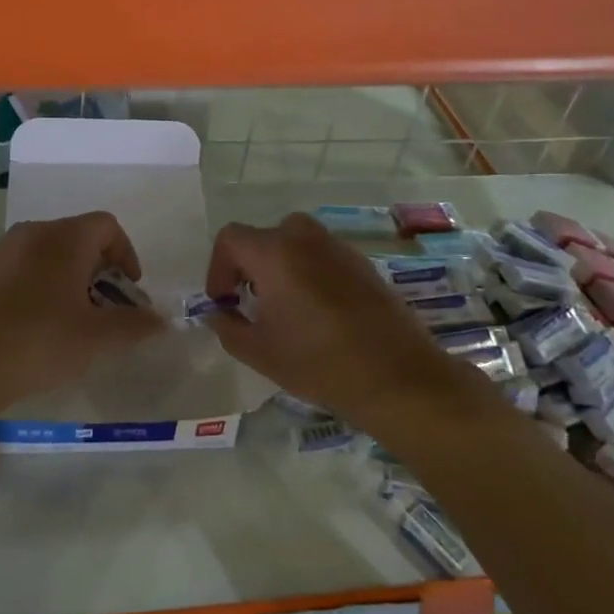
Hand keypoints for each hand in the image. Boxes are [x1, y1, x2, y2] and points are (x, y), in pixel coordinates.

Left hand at [0, 211, 163, 420]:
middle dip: (98, 271)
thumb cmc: (38, 341)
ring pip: (46, 255)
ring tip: (70, 323)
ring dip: (67, 280)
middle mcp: (31, 233)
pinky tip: (34, 328)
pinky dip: (37, 288)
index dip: (126, 254)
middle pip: (77, 238)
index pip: (107, 225)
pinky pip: (20, 270)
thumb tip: (161, 321)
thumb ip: (134, 325)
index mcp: (64, 238)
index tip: (128, 291)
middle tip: (103, 311)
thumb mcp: (96, 337)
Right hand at [204, 214, 464, 430]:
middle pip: (264, 236)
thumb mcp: (259, 352)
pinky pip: (323, 256)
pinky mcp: (363, 264)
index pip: (230, 238)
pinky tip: (318, 313)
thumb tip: (216, 313)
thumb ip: (227, 327)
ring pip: (296, 243)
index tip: (225, 302)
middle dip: (249, 265)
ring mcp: (339, 248)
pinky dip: (309, 272)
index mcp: (275, 253)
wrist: (397, 377)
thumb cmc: (318, 363)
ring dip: (280, 267)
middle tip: (251, 301)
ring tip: (284, 308)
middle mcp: (306, 239)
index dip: (218, 268)